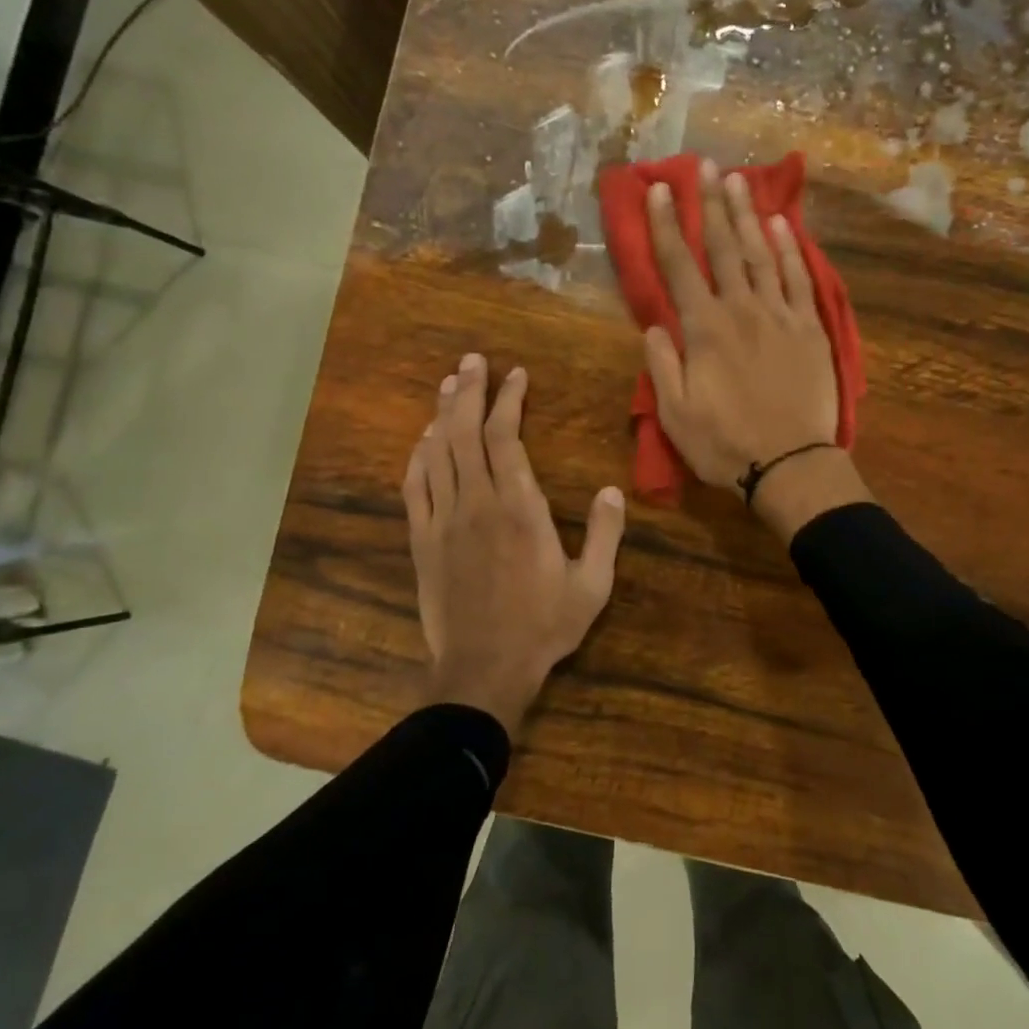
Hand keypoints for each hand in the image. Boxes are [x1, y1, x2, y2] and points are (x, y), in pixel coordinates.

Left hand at [403, 353, 625, 736]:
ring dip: (443, 414)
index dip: (508, 401)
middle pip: (466, 433)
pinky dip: (418, 456)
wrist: (483, 668)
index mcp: (521, 509)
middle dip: (469, 391)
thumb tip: (613, 490)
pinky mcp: (423, 540)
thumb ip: (606, 535)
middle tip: (473, 360)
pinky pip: (415, 487)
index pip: (507, 438)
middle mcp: (478, 504)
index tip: (516, 375)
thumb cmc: (543, 626)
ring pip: (438, 453)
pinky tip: (425, 439)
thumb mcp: (592, 585)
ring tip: (449, 383)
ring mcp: (444, 520)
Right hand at [644, 160, 871, 539]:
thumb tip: (656, 325)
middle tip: (702, 166)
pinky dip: (791, 249)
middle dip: (708, 204)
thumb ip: (662, 365)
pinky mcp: (810, 328)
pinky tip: (782, 225)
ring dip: (747, 215)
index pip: (679, 267)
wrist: (791, 464)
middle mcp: (742, 310)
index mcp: (705, 330)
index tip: (656, 190)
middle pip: (722, 248)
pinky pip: (800, 279)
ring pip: (761, 254)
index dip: (665, 226)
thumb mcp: (675, 414)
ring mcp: (780, 315)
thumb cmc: (725, 444)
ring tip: (737, 180)